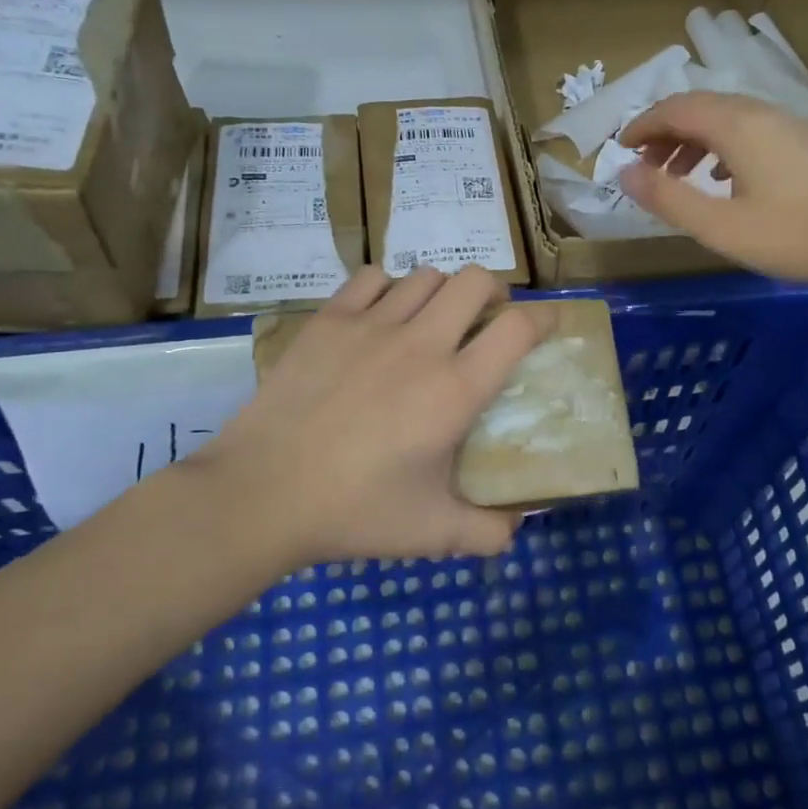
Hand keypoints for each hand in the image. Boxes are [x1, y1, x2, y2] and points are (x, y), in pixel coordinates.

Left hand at [193, 265, 554, 568]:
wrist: (260, 494)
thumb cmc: (354, 512)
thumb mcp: (433, 533)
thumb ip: (489, 532)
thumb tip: (518, 527)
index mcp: (455, 390)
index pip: (519, 328)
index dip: (544, 319)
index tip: (546, 327)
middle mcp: (421, 345)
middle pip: (476, 281)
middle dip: (494, 293)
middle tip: (486, 320)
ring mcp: (371, 326)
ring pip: (426, 275)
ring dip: (442, 292)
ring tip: (433, 320)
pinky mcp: (328, 321)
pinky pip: (371, 278)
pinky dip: (388, 288)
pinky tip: (381, 317)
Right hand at [617, 91, 807, 283]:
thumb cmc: (794, 235)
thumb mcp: (720, 226)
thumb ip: (668, 199)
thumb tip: (624, 174)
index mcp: (737, 126)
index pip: (676, 108)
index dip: (643, 125)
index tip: (621, 149)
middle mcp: (763, 113)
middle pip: (702, 107)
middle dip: (666, 133)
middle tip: (646, 167)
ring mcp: (791, 125)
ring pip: (729, 119)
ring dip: (695, 141)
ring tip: (680, 176)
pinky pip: (753, 131)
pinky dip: (723, 147)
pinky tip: (726, 179)